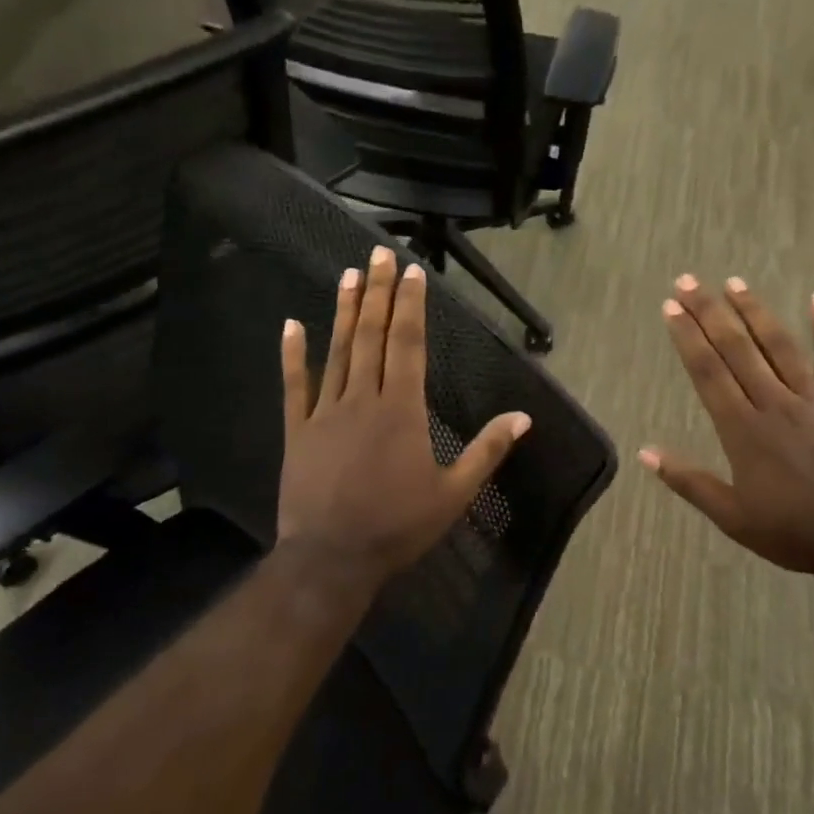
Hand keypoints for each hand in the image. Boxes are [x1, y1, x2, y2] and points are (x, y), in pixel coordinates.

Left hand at [278, 243, 530, 597]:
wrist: (332, 557)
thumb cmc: (398, 526)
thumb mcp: (454, 493)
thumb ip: (487, 451)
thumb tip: (523, 418)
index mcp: (402, 410)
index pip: (409, 345)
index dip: (411, 306)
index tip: (412, 272)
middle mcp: (363, 399)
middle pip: (372, 336)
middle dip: (378, 294)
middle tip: (378, 256)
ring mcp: (325, 413)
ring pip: (337, 352)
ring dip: (343, 311)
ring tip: (348, 275)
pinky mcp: (297, 431)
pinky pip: (294, 386)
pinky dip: (292, 355)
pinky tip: (290, 324)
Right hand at [643, 275, 813, 583]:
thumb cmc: (793, 532)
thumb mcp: (731, 516)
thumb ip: (689, 481)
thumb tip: (645, 453)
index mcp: (743, 430)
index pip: (709, 372)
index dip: (688, 337)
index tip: (671, 307)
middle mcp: (776, 404)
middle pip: (738, 349)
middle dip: (710, 313)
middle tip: (689, 281)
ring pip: (782, 346)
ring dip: (756, 311)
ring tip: (734, 282)